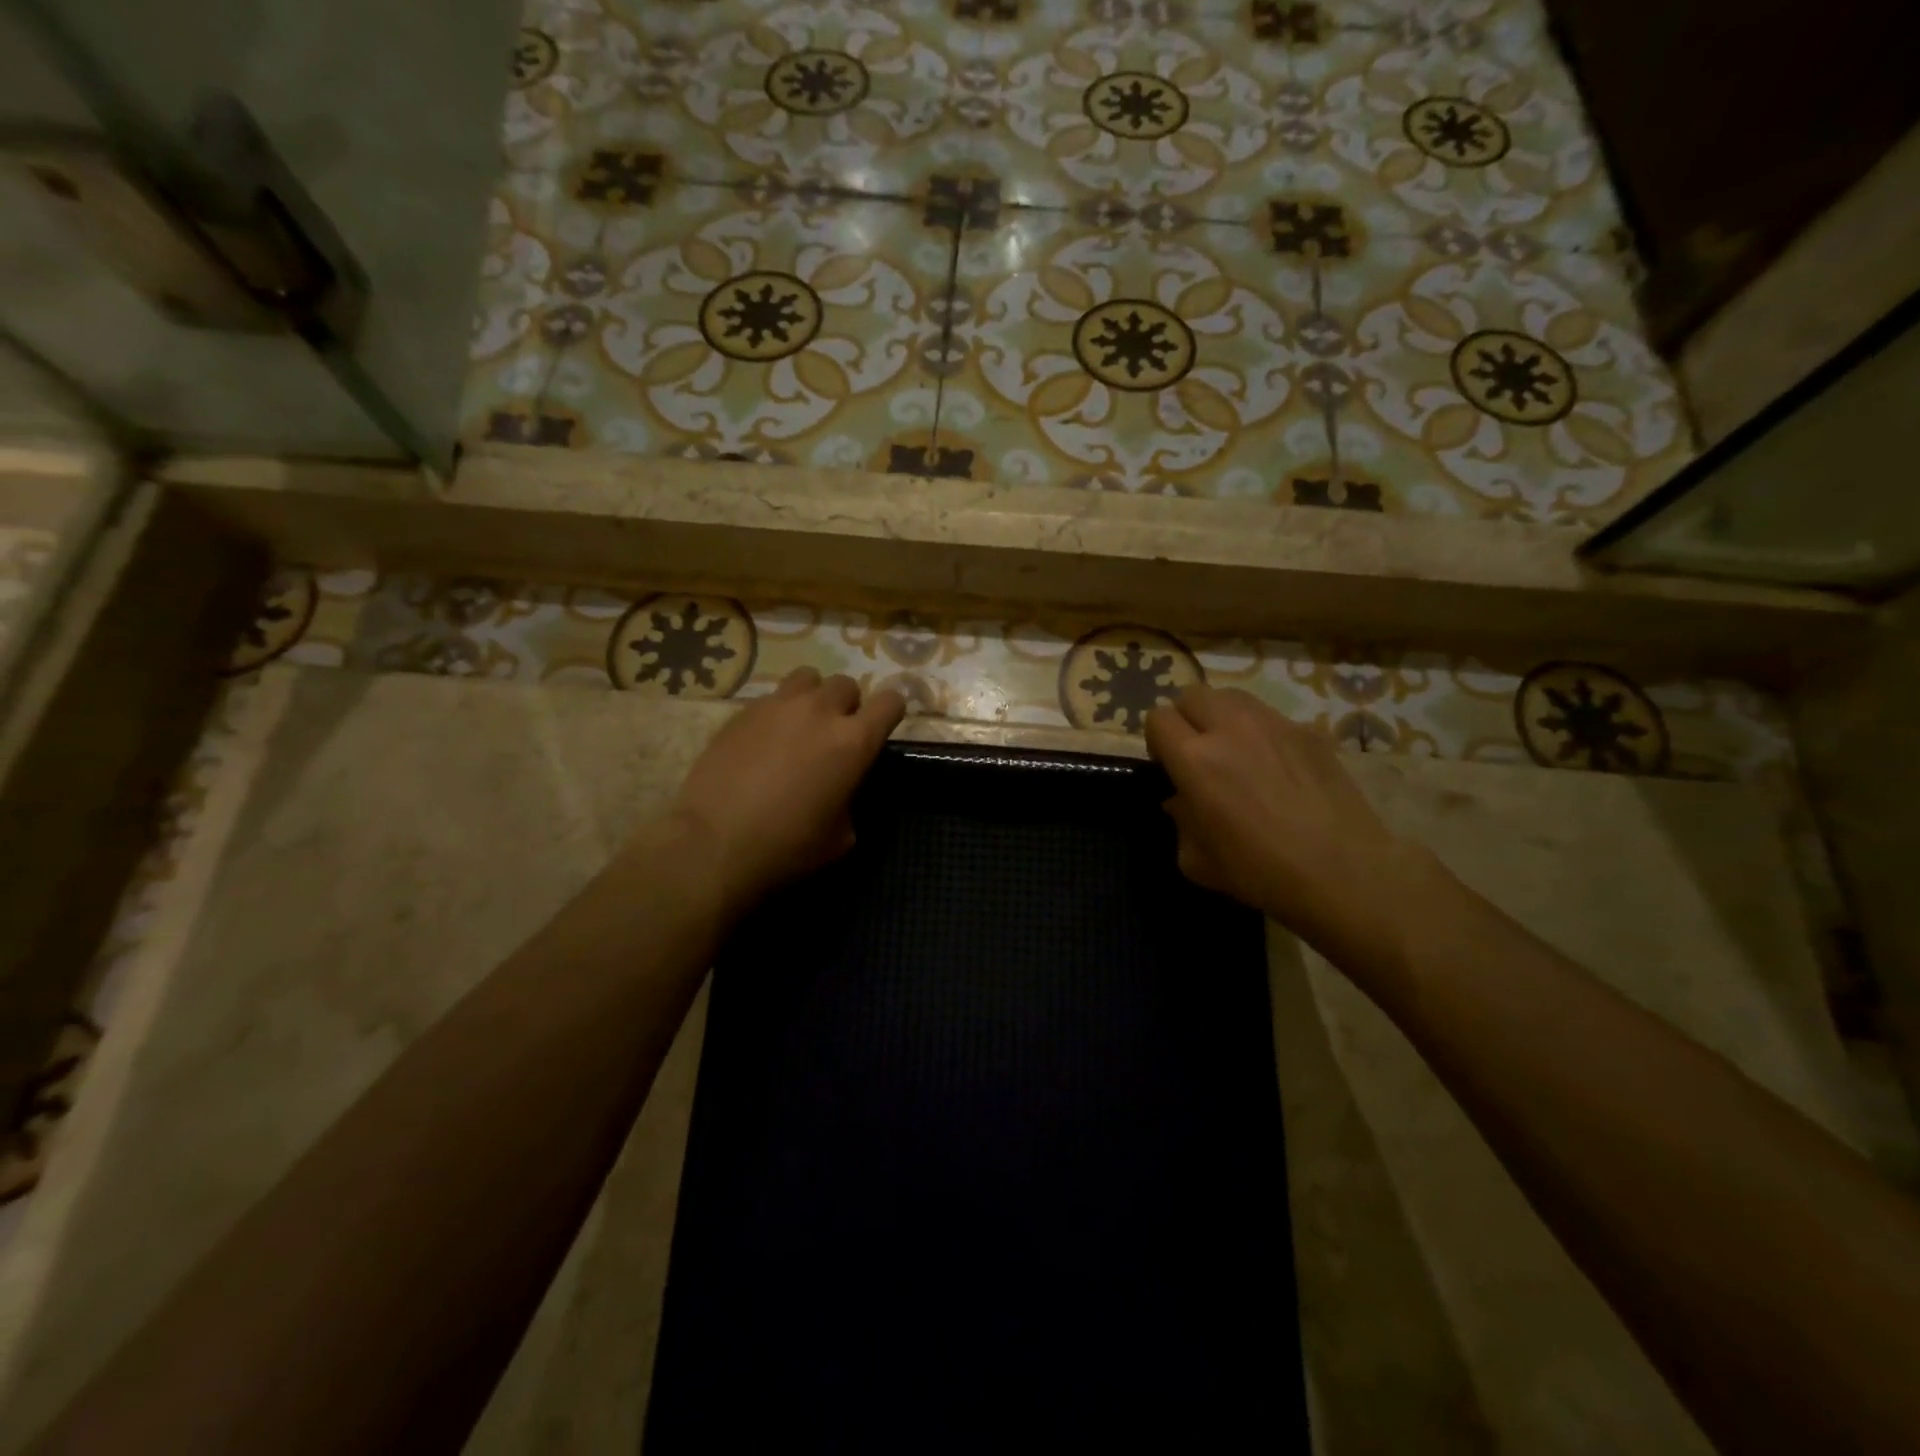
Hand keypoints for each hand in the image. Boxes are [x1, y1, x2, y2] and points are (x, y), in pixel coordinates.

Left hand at [668, 667, 905, 917]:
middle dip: (847, 706)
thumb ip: (851, 798)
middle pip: (847, 684)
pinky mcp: (742, 711)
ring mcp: (778, 706)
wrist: (714, 844)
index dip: (890, 713)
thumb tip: (842, 788)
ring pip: (808, 678)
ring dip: (812, 698)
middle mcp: (820, 711)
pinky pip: (771, 698)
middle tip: (833, 736)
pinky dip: (777, 713)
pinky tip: (763, 742)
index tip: (880, 729)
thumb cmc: (787, 847)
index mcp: (854, 742)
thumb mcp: (842, 836)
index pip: (890, 702)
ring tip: (799, 726)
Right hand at [1144, 686, 1410, 947]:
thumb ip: (1180, 820)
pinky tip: (1278, 768)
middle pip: (1192, 695)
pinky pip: (1272, 718)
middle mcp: (1230, 728)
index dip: (1157, 742)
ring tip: (1236, 751)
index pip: (1158, 718)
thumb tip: (1182, 801)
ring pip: (1232, 697)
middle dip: (1187, 719)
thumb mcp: (1195, 860)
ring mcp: (1274, 724)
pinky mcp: (1309, 731)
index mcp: (1194, 759)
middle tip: (1199, 754)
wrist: (1342, 873)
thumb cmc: (1260, 873)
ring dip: (1222, 717)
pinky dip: (1263, 733)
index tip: (1169, 768)